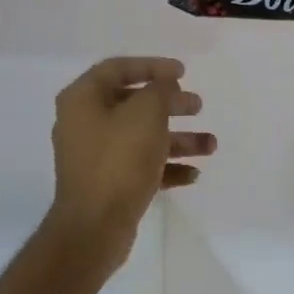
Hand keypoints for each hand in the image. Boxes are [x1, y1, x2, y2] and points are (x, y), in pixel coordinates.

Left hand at [44, 57, 215, 266]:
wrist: (94, 227)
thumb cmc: (119, 160)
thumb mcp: (146, 114)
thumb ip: (160, 90)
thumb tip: (165, 84)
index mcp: (83, 99)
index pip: (118, 68)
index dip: (152, 66)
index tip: (183, 72)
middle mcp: (84, 123)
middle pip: (133, 103)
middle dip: (170, 104)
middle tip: (198, 105)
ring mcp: (95, 156)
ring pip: (141, 137)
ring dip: (177, 138)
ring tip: (210, 145)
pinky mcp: (107, 184)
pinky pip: (140, 166)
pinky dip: (166, 166)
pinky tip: (193, 174)